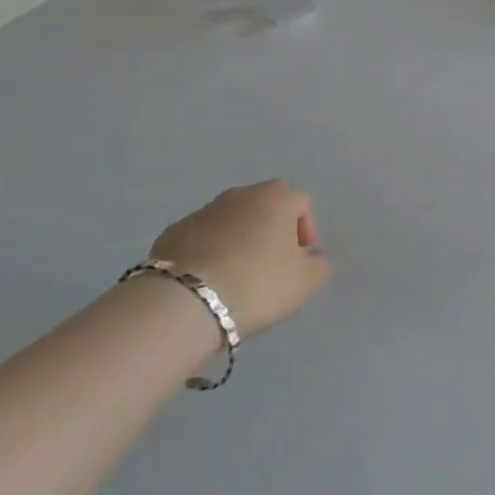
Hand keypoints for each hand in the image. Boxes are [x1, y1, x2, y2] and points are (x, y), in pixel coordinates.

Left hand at [150, 181, 330, 337]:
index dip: (306, 231)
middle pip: (265, 208)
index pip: (301, 203)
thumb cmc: (257, 283)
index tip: (301, 262)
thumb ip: (320, 265)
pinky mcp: (174, 231)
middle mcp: (242, 193)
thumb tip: (315, 257)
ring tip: (236, 278)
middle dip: (271, 233)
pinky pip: (201, 238)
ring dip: (238, 241)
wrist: (186, 301)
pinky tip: (207, 282)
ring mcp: (205, 209)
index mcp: (277, 197)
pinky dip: (208, 252)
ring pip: (232, 221)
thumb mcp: (304, 282)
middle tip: (270, 269)